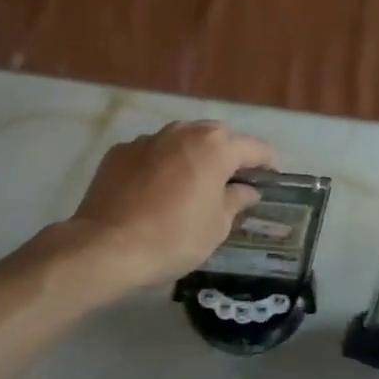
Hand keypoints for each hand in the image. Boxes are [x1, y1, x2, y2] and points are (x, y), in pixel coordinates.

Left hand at [60, 120, 277, 293]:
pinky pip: (151, 153)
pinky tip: (154, 191)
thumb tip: (245, 190)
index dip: (267, 163)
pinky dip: (160, 165)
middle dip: (227, 154)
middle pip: (216, 136)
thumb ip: (235, 201)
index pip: (254, 148)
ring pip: (180, 140)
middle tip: (230, 182)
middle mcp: (183, 132)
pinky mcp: (119, 152)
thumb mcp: (216, 227)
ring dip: (191, 156)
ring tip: (191, 184)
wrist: (106, 246)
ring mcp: (147, 139)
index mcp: (215, 147)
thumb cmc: (174, 237)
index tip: (272, 178)